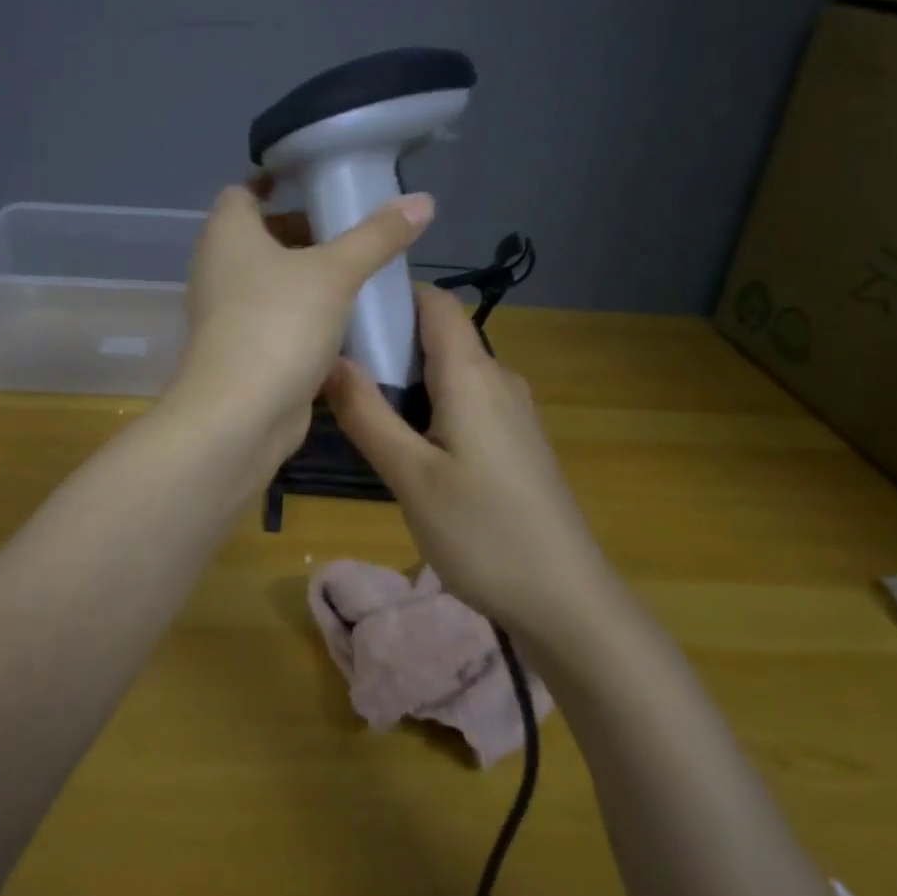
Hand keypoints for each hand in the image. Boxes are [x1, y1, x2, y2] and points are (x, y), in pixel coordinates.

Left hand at [164, 181, 433, 463]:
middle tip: (354, 231)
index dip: (277, 182)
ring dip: (309, 276)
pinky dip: (305, 313)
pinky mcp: (243, 349)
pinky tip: (345, 319)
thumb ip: (378, 236)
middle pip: (262, 236)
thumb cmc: (278, 325)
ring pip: (271, 280)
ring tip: (359, 272)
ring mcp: (228, 312)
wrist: (239, 416)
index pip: (244, 192)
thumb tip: (423, 200)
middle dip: (305, 231)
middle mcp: (219, 267)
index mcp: (227, 234)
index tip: (319, 183)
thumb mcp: (335, 273)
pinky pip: (276, 316)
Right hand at [325, 284, 610, 630]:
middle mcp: (498, 378)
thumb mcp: (410, 476)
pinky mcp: (516, 440)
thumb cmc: (483, 532)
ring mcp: (512, 411)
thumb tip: (330, 359)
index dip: (391, 296)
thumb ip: (367, 414)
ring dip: (406, 380)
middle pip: (439, 335)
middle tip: (337, 373)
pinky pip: (466, 400)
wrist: (566, 599)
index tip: (344, 315)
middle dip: (388, 343)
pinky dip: (430, 405)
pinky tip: (406, 445)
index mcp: (472, 374)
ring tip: (361, 410)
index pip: (434, 301)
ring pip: (451, 372)